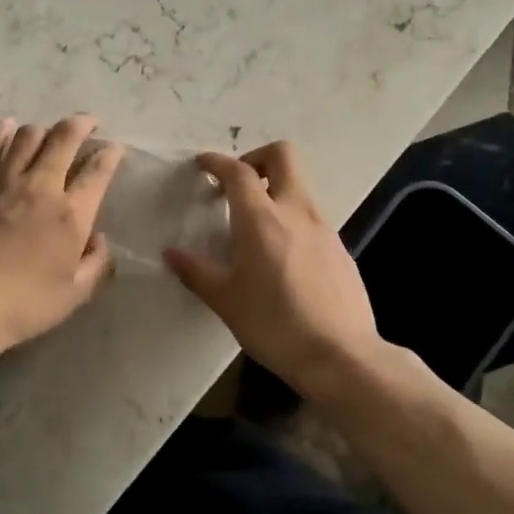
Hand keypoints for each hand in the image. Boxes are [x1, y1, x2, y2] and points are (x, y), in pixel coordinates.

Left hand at [0, 115, 124, 352]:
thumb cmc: (26, 304)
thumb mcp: (76, 294)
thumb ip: (98, 264)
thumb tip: (100, 239)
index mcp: (71, 213)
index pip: (98, 170)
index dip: (110, 154)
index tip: (114, 149)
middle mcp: (41, 186)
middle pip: (64, 137)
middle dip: (82, 124)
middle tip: (88, 123)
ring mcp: (4, 180)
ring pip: (28, 135)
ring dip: (44, 129)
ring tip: (49, 133)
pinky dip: (2, 132)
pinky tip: (7, 126)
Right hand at [165, 142, 382, 396]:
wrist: (341, 357)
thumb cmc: (273, 324)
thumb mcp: (225, 300)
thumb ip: (196, 271)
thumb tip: (172, 254)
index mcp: (261, 218)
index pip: (238, 171)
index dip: (217, 161)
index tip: (202, 164)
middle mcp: (296, 212)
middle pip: (283, 156)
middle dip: (257, 157)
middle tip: (238, 183)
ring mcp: (324, 228)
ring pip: (300, 188)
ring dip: (276, 191)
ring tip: (255, 226)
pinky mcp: (341, 250)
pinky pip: (313, 219)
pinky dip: (293, 221)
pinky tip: (283, 258)